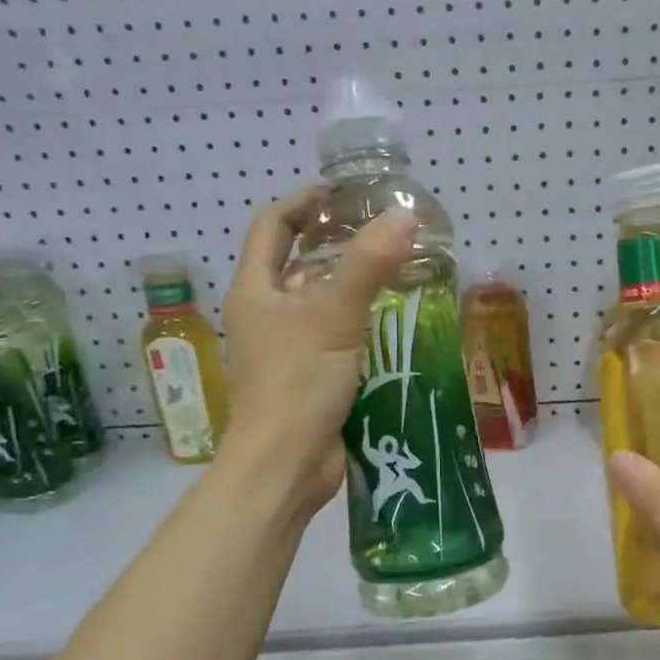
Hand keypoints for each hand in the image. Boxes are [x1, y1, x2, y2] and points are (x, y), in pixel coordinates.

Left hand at [218, 188, 417, 509]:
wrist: (286, 464)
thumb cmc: (297, 383)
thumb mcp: (333, 316)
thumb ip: (369, 265)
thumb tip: (404, 218)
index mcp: (256, 290)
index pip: (272, 226)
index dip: (304, 203)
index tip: (344, 195)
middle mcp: (266, 315)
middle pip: (298, 264)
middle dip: (336, 245)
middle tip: (384, 234)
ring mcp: (287, 350)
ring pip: (320, 305)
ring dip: (353, 287)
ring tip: (399, 273)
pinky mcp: (310, 379)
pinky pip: (335, 339)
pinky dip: (360, 326)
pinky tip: (394, 324)